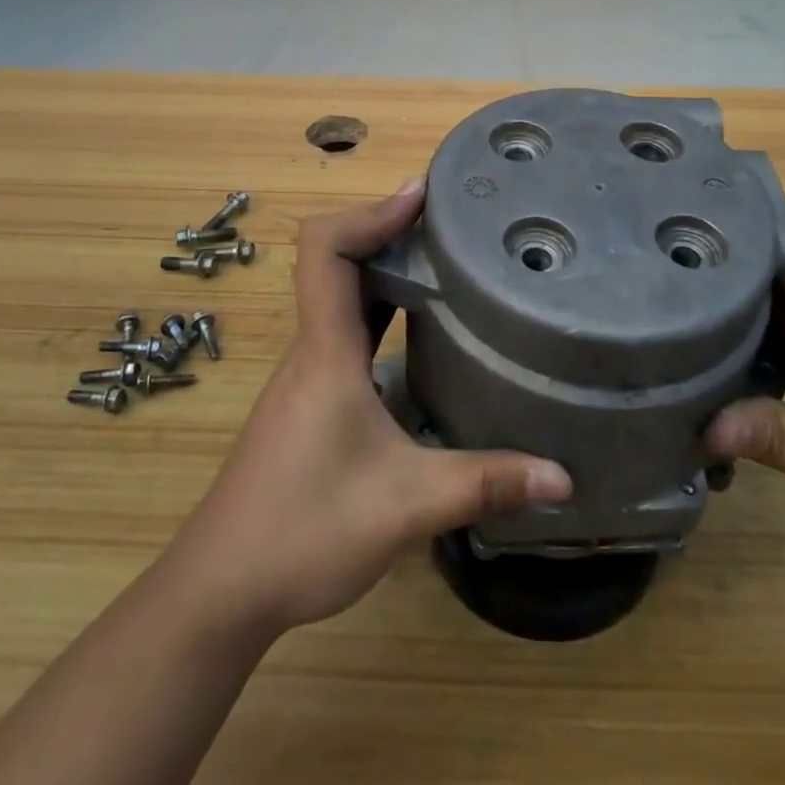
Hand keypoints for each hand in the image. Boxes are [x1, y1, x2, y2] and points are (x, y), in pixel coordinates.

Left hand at [165, 177, 571, 636]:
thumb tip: (562, 477)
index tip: (423, 197)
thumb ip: (484, 484)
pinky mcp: (312, 398)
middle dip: (390, 229)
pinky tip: (422, 330)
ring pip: (343, 294)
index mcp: (326, 348)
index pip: (325, 248)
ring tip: (447, 260)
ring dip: (386, 267)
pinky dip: (382, 307)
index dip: (370, 212)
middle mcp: (313, 347)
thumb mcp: (405, 506)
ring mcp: (309, 372)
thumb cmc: (303, 530)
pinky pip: (347, 328)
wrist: (222, 588)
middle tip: (453, 221)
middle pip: (338, 259)